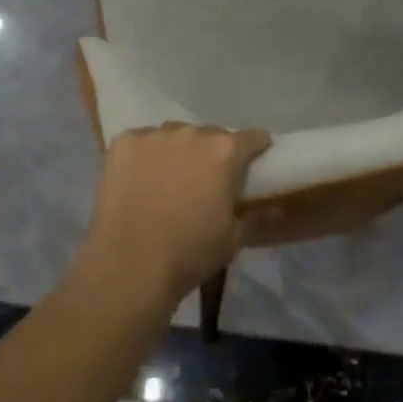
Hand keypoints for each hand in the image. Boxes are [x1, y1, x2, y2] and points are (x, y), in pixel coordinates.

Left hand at [77, 122, 271, 302]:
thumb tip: (278, 207)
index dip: (255, 148)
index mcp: (224, 151)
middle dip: (212, 152)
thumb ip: (257, 217)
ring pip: (174, 136)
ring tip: (169, 179)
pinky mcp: (124, 142)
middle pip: (209, 135)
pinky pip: (142, 142)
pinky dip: (145, 156)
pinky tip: (140, 181)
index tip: (254, 160)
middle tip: (206, 179)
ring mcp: (154, 135)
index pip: (250, 138)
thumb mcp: (232, 241)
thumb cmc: (189, 255)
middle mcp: (191, 133)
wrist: (129, 268)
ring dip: (178, 151)